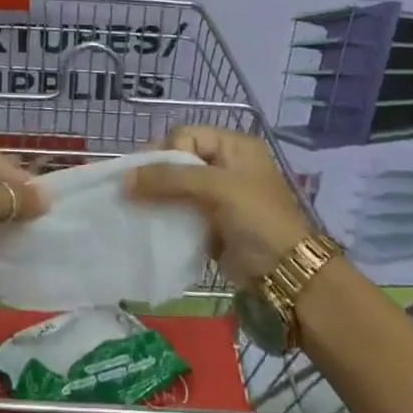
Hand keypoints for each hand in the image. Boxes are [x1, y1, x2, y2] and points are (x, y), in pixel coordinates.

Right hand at [125, 126, 313, 284]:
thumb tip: (125, 179)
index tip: (143, 173)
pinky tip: (148, 224)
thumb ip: (170, 179)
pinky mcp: (212, 223)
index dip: (163, 152)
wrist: (287, 275)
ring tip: (133, 207)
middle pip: (179, 160)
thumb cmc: (257, 218)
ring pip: (177, 187)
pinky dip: (165, 216)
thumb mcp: (216, 189)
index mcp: (233, 146)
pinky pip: (181, 212)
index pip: (186, 136)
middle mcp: (225, 165)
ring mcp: (219, 196)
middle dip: (155, 174)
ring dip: (157, 196)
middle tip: (131, 190)